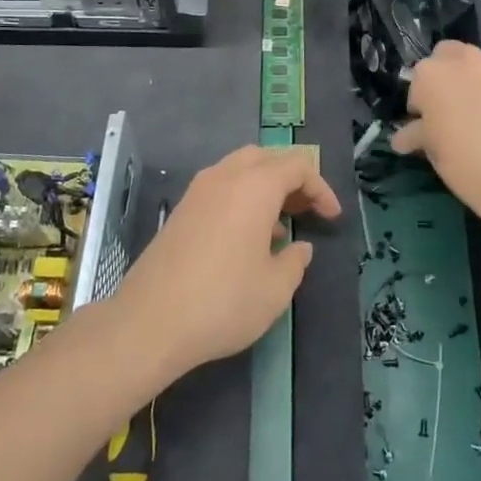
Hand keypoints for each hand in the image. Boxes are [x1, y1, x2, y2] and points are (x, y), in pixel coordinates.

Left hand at [111, 146, 339, 381]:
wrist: (149, 322)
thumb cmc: (223, 302)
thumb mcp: (275, 289)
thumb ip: (295, 261)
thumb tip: (298, 247)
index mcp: (254, 187)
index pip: (297, 166)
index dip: (320, 188)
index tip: (331, 218)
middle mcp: (225, 177)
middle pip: (266, 158)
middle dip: (291, 179)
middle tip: (306, 211)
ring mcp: (197, 192)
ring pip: (240, 169)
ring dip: (265, 187)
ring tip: (280, 227)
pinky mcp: (180, 211)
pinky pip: (220, 187)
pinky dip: (241, 198)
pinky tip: (246, 238)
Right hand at [392, 41, 480, 232]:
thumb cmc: (466, 163)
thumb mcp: (433, 151)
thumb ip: (417, 134)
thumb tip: (404, 137)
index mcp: (431, 75)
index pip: (416, 83)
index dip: (420, 106)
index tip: (427, 126)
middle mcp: (463, 61)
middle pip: (446, 55)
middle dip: (444, 76)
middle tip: (449, 109)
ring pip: (477, 64)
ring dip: (472, 80)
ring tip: (479, 113)